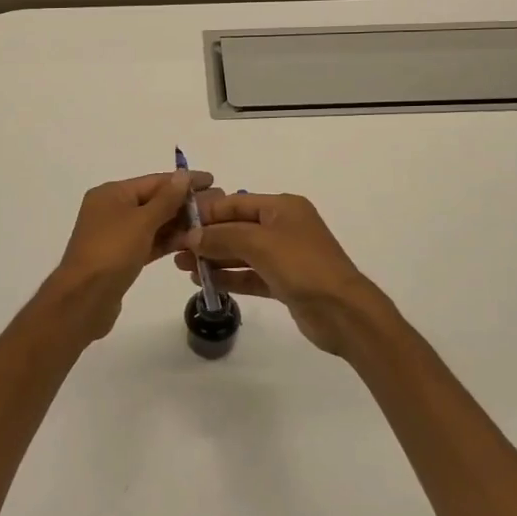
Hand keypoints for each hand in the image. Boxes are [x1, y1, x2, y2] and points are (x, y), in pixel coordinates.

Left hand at [51, 170, 212, 329]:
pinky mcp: (122, 258)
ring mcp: (116, 235)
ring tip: (211, 223)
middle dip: (185, 203)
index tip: (213, 181)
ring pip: (153, 224)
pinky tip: (192, 242)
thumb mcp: (141, 221)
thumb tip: (183, 175)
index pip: (155, 181)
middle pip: (154, 201)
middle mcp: (112, 209)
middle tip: (219, 204)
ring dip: (180, 223)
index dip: (184, 181)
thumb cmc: (111, 252)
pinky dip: (168, 242)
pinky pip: (149, 243)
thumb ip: (166, 199)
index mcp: (112, 193)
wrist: (84, 300)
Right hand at [173, 191, 380, 354]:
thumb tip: (191, 237)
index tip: (177, 225)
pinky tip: (204, 282)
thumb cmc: (302, 265)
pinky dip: (229, 277)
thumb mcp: (259, 243)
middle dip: (206, 238)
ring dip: (213, 258)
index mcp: (282, 207)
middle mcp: (283, 227)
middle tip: (174, 250)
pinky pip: (250, 275)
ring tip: (182, 267)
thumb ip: (222, 237)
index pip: (235, 204)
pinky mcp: (284, 282)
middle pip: (236, 227)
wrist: (343, 311)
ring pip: (241, 253)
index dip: (206, 214)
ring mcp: (285, 256)